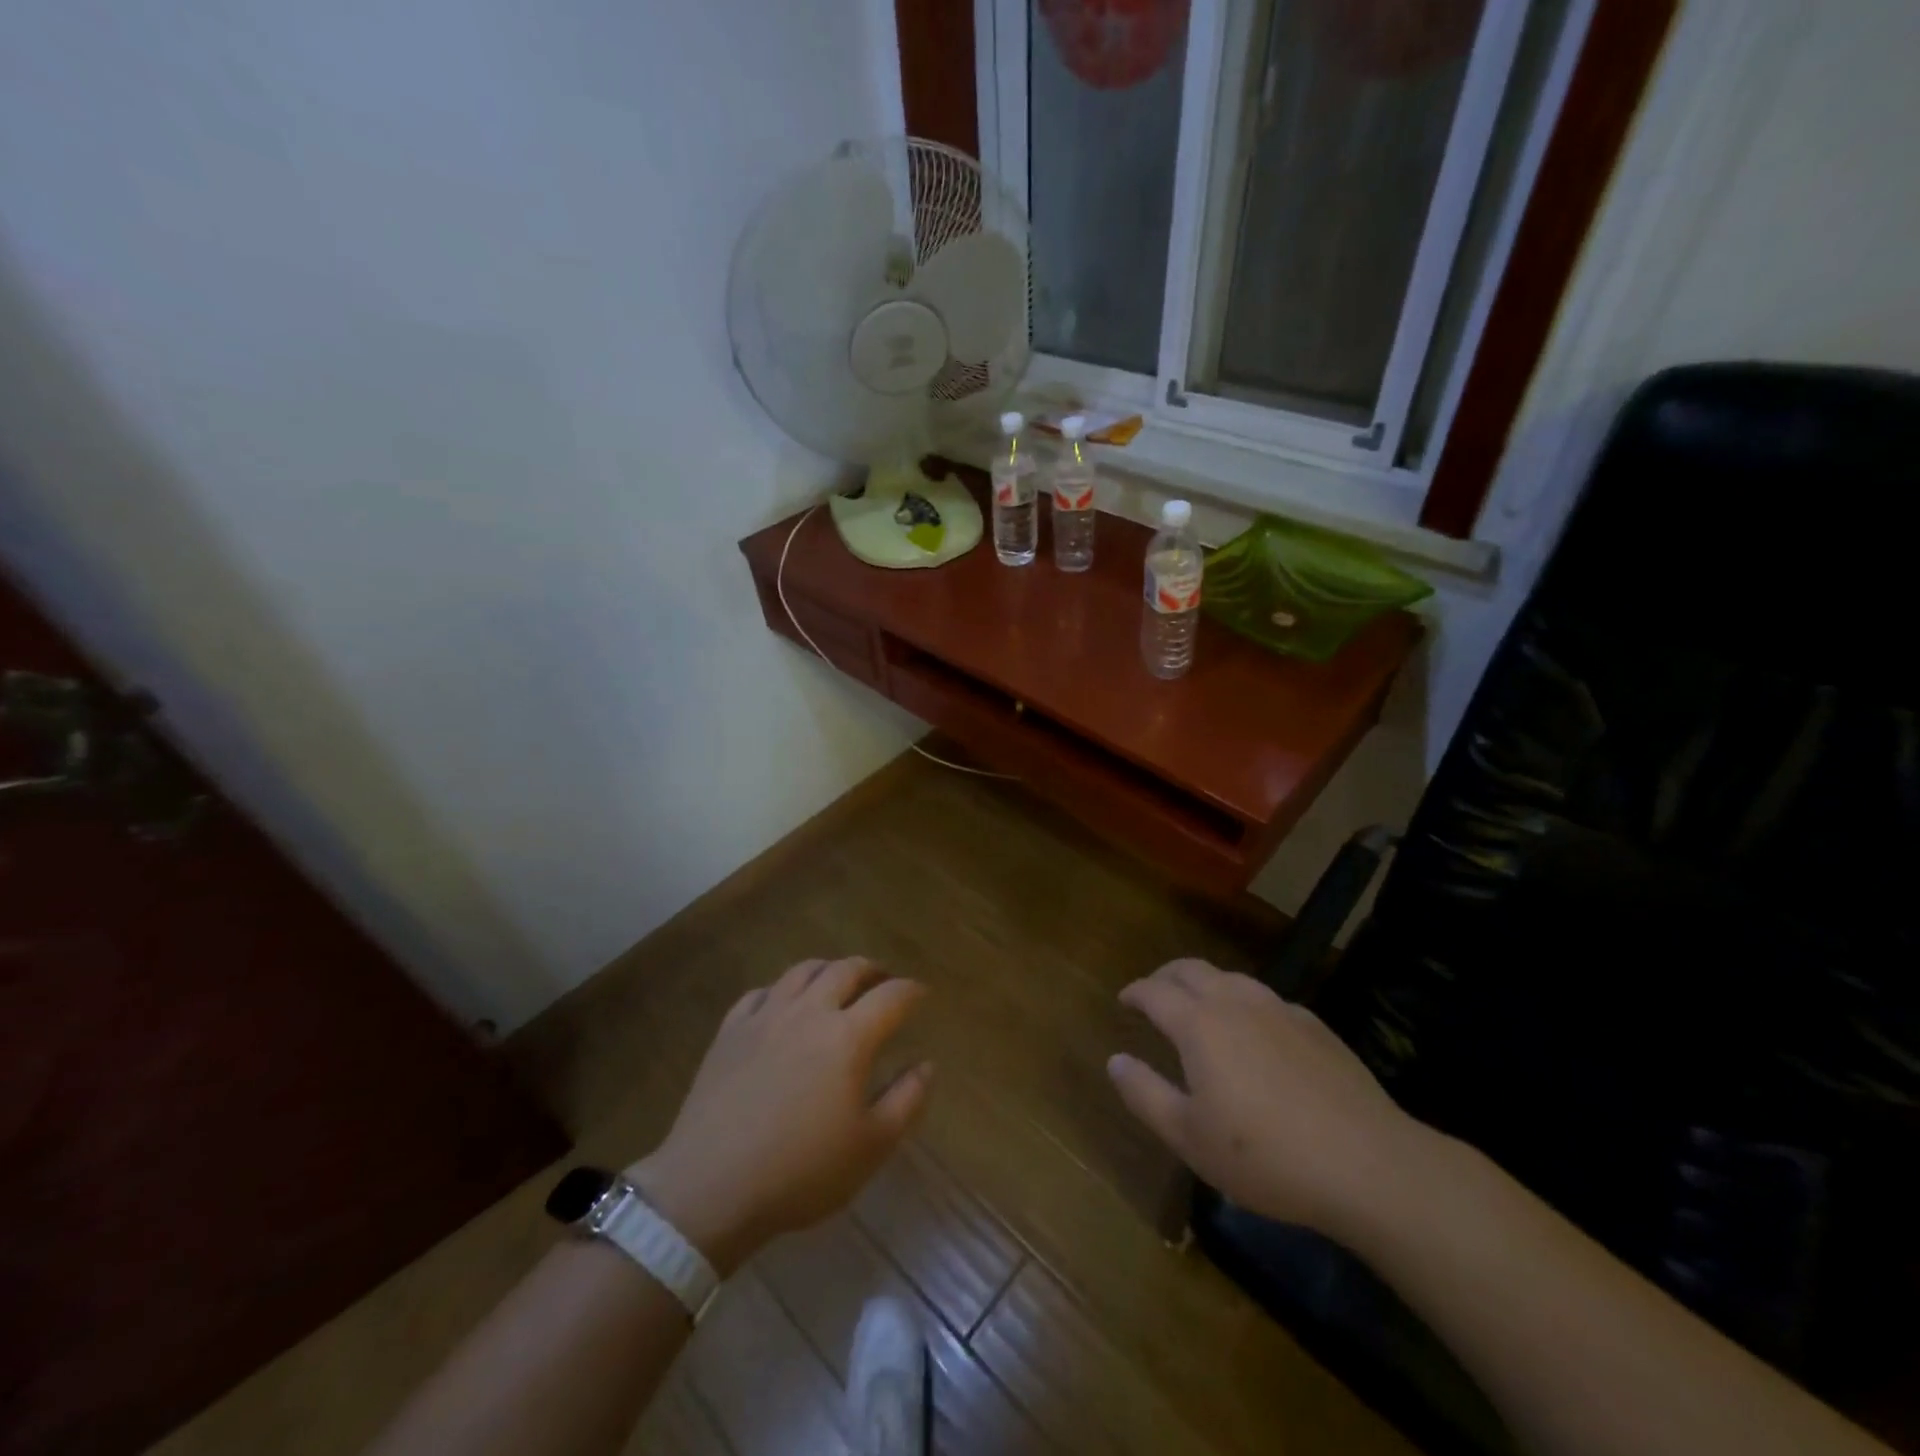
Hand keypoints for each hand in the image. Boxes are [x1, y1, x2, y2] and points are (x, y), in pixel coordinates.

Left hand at [628, 958, 930, 1274]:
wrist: (710, 1188)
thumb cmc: (800, 1172)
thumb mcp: (870, 1147)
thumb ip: (906, 1100)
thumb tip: (926, 1064)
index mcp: (848, 1037)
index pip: (891, 996)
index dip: (911, 991)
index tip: (921, 994)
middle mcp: (809, 1012)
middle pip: (846, 969)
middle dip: (872, 970)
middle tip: (882, 980)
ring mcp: (765, 1016)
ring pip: (803, 970)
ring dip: (829, 969)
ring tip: (837, 982)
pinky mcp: (730, 1030)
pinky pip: (761, 992)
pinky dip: (782, 990)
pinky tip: (783, 1005)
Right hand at [1107, 958, 1416, 1239]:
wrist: (1368, 1165)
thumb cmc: (1266, 1156)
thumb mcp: (1189, 1137)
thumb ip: (1144, 1094)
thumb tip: (1114, 1060)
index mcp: (1199, 1024)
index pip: (1154, 992)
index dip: (1134, 992)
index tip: (1124, 1000)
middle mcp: (1236, 1002)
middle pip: (1191, 969)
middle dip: (1165, 976)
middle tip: (1154, 994)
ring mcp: (1280, 1009)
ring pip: (1231, 978)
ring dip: (1205, 984)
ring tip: (1200, 1007)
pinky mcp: (1315, 1026)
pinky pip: (1266, 999)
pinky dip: (1244, 1003)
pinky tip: (1255, 1033)